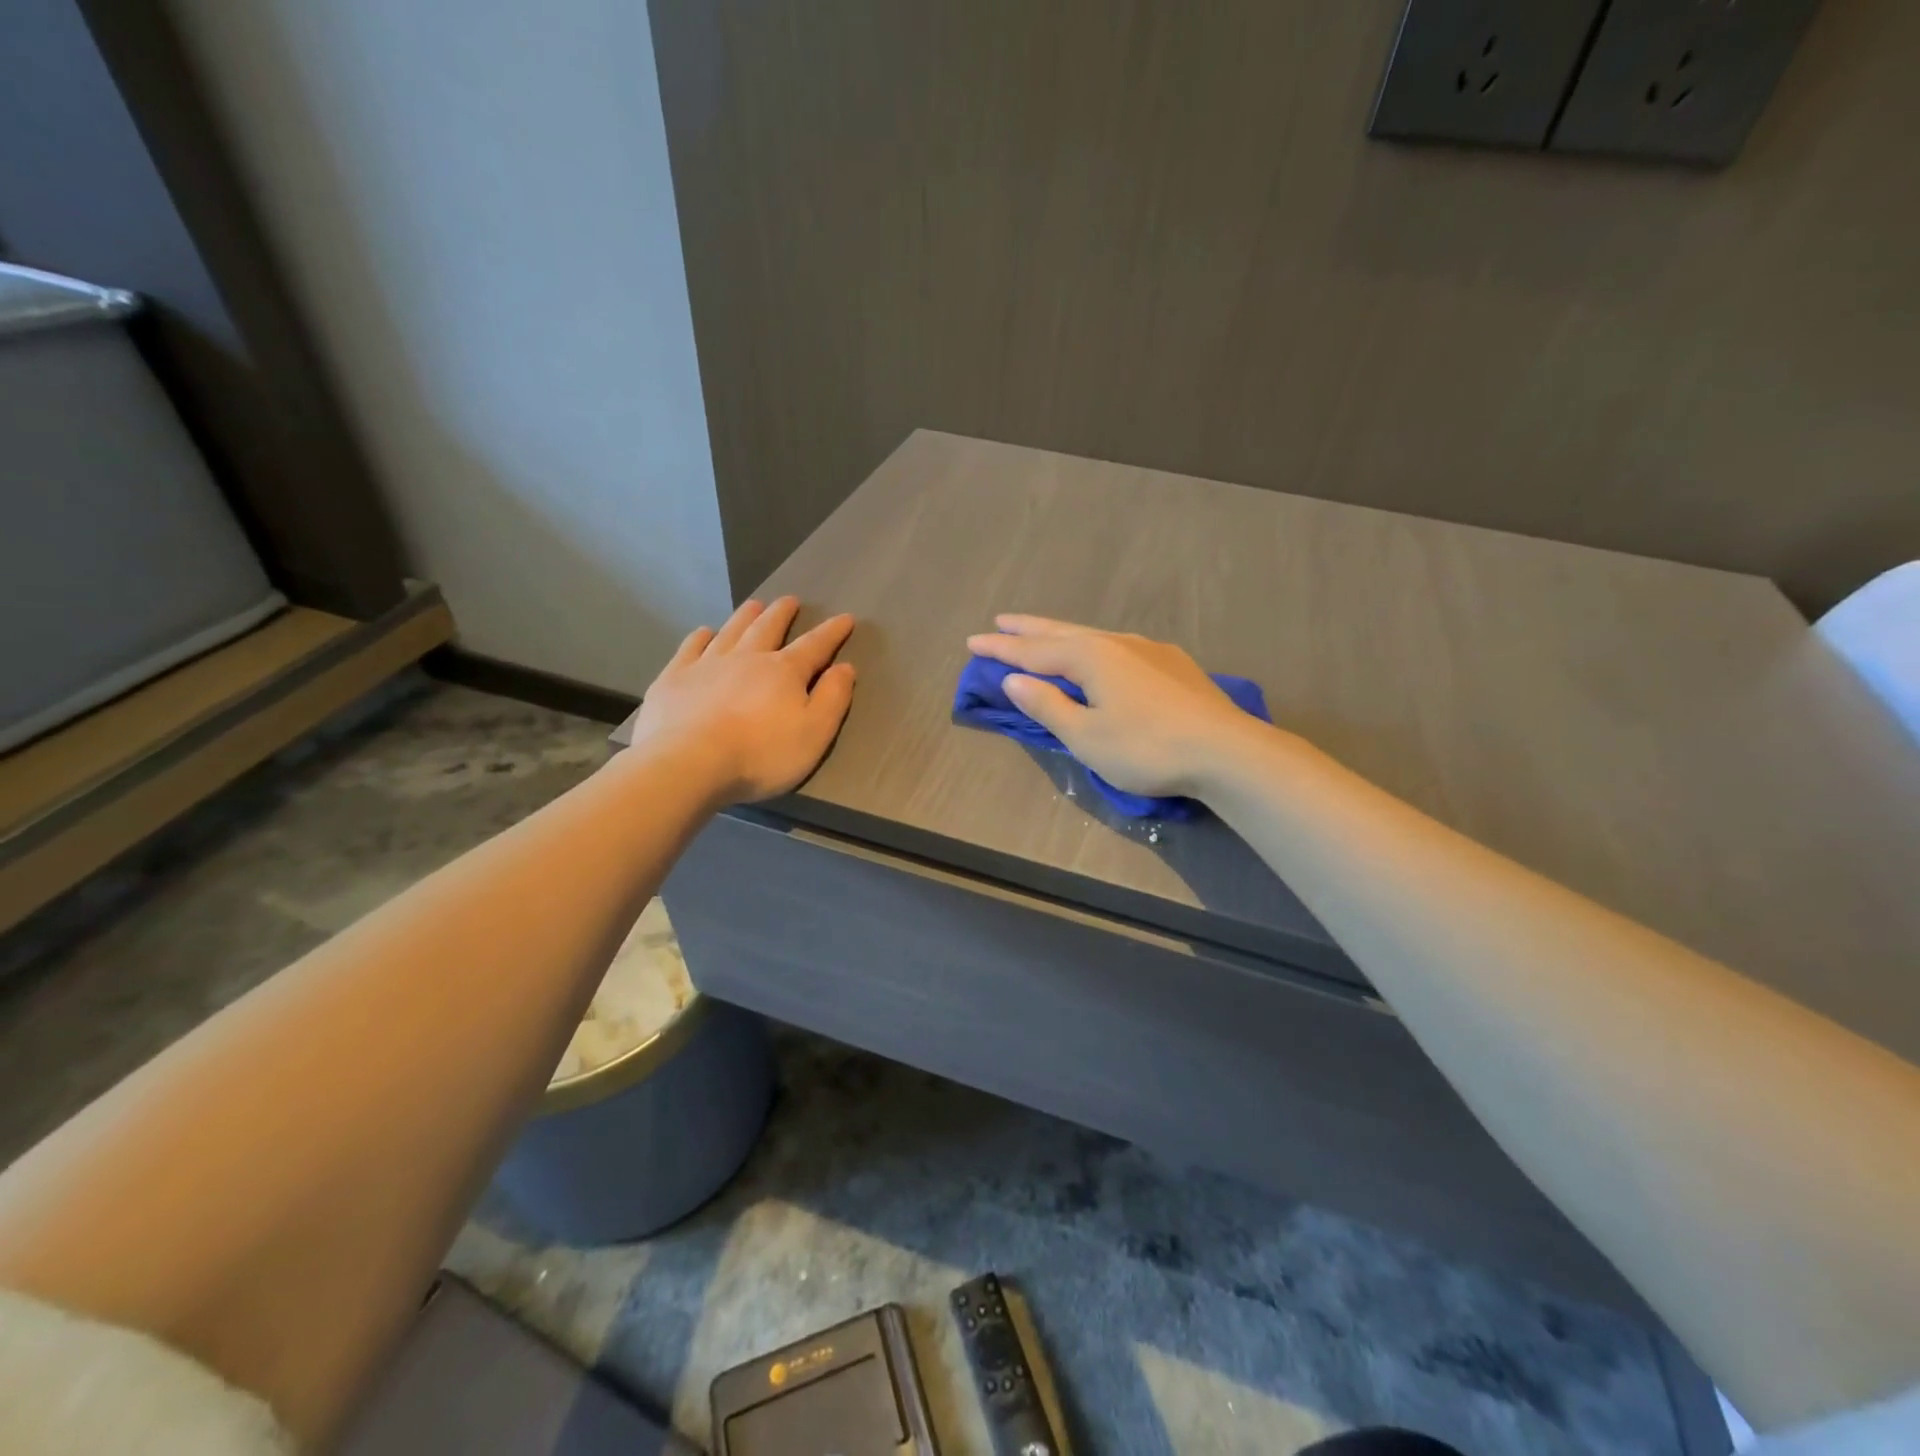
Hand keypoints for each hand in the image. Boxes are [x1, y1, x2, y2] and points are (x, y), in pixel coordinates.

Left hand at [630, 597, 855, 803]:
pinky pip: (691, 648)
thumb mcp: (815, 732)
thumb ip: (833, 698)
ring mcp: (707, 664)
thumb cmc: (761, 753)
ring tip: (754, 604)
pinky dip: (700, 637)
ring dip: (745, 616)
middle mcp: (747, 658)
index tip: (845, 618)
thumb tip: (845, 668)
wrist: (690, 762)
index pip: (814, 645)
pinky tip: (704, 633)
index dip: (832, 632)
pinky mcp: (675, 678)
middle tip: (790, 600)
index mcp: (784, 671)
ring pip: (731, 631)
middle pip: (768, 628)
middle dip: (782, 613)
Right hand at [966, 615, 1267, 798]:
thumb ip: (1048, 705)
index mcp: (1090, 657)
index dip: (1001, 648)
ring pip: (1093, 635)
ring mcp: (1149, 650)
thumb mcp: (1086, 735)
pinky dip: (1092, 646)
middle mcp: (1117, 643)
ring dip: (1061, 634)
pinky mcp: (1172, 664)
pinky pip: (1117, 646)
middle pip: (1062, 632)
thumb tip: (1014, 679)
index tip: (973, 641)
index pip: (1033, 650)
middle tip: (1001, 621)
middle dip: (1028, 629)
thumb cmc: (1146, 748)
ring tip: (1043, 633)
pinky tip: (1101, 655)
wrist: (1226, 751)